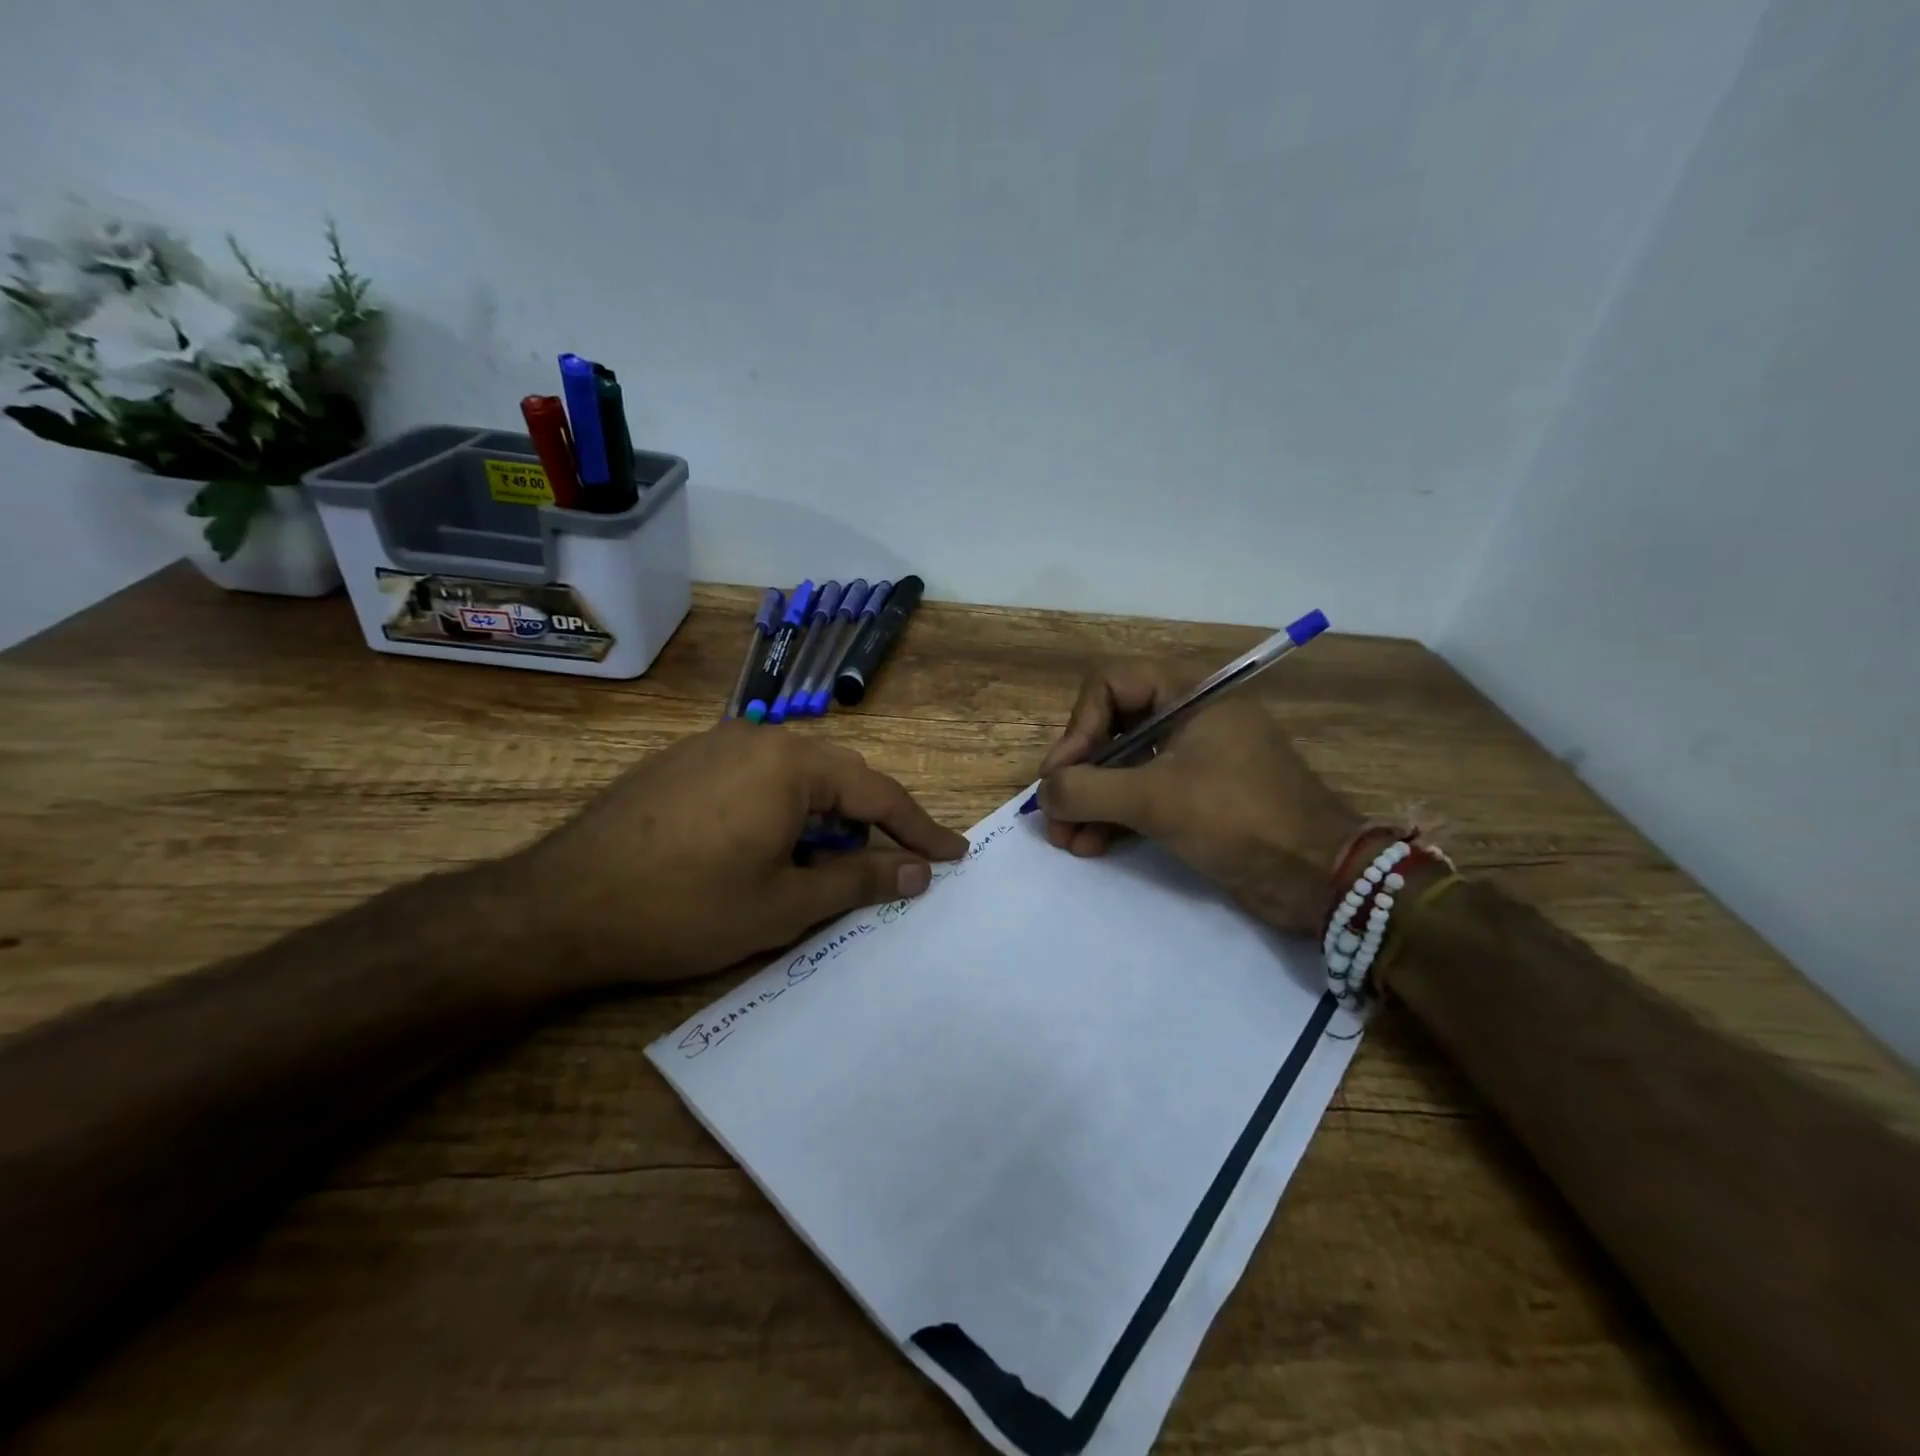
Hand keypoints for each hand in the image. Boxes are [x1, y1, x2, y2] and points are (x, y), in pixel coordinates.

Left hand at [513, 723, 968, 986]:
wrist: (559, 906)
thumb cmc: (686, 908)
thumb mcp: (785, 904)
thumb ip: (861, 880)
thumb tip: (919, 872)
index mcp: (791, 763)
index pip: (878, 793)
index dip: (920, 829)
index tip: (953, 854)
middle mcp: (758, 737)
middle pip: (837, 779)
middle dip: (867, 825)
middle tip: (890, 867)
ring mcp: (714, 745)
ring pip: (794, 778)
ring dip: (821, 821)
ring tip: (819, 869)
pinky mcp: (683, 762)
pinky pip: (755, 779)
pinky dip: (780, 812)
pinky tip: (764, 850)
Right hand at [1035, 660, 1360, 932]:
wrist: (1320, 876)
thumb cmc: (1239, 818)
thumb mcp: (1155, 799)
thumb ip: (1087, 789)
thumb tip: (1045, 793)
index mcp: (1188, 693)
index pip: (1109, 685)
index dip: (1077, 727)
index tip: (1061, 775)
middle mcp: (1188, 716)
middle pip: (1110, 727)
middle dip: (1078, 774)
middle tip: (1055, 815)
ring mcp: (1193, 758)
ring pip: (1123, 766)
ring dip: (1089, 801)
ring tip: (1066, 841)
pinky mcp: (1197, 796)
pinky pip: (1142, 794)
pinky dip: (1114, 817)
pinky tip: (1091, 846)